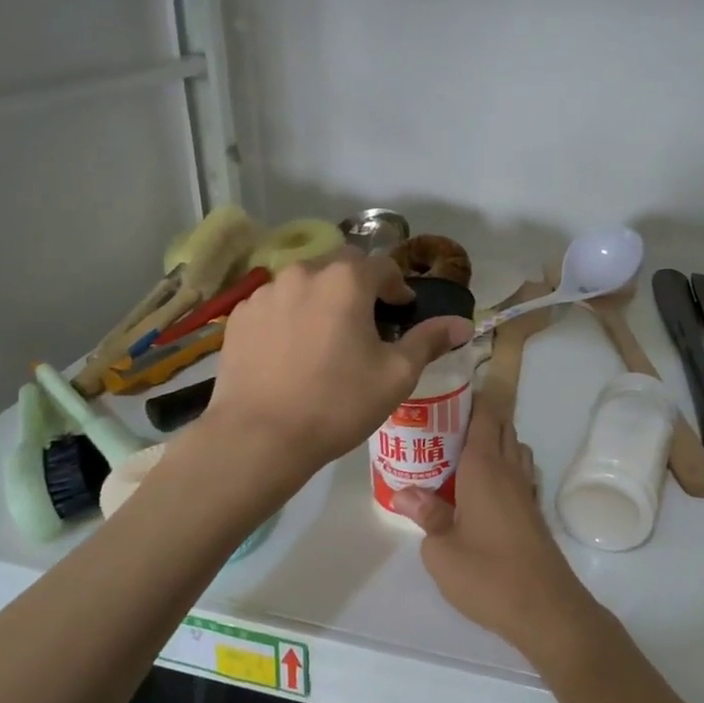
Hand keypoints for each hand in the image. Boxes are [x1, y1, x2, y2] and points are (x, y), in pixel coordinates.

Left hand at [206, 252, 470, 474]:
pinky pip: (275, 304)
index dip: (397, 287)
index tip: (402, 312)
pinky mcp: (240, 316)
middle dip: (358, 287)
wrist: (261, 436)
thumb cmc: (339, 403)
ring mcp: (265, 292)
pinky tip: (292, 351)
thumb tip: (463, 324)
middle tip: (366, 324)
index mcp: (346, 280)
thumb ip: (429, 340)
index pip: (382, 265)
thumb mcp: (396, 375)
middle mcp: (303, 273)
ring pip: (304, 284)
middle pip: (340, 267)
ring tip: (327, 338)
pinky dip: (290, 316)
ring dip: (322, 300)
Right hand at [391, 399, 604, 666]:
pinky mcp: (533, 513)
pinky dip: (506, 466)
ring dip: (495, 441)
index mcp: (485, 468)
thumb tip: (406, 491)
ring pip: (514, 449)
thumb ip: (426, 515)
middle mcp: (509, 471)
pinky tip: (485, 487)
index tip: (449, 390)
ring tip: (462, 452)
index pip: (484, 418)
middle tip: (445, 421)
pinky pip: (520, 473)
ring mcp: (526, 492)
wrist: (545, 608)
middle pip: (502, 428)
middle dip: (479, 417)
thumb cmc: (487, 575)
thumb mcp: (441, 550)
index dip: (471, 399)